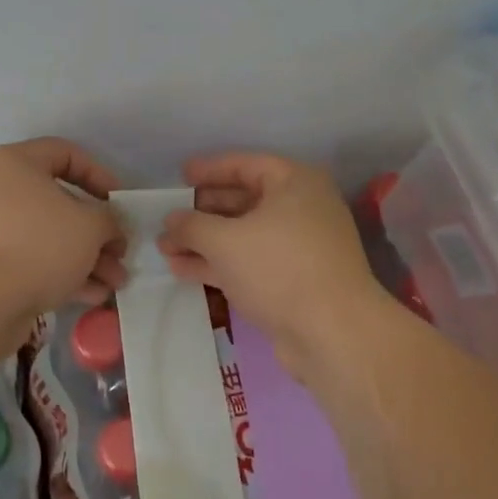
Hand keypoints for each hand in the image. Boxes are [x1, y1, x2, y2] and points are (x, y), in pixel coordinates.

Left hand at [0, 138, 127, 322]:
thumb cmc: (38, 245)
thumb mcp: (91, 225)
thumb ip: (108, 220)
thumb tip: (108, 229)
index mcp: (17, 164)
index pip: (65, 153)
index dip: (99, 174)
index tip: (120, 202)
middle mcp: (0, 191)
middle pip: (60, 203)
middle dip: (97, 232)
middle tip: (121, 253)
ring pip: (50, 238)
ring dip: (87, 259)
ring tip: (115, 284)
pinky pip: (34, 263)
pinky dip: (63, 275)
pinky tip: (93, 296)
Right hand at [159, 152, 387, 376]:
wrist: (332, 333)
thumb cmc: (279, 268)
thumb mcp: (225, 240)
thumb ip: (192, 225)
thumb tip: (171, 220)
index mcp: (295, 184)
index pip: (245, 165)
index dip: (210, 170)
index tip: (181, 176)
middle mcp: (301, 210)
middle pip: (243, 201)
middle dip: (202, 212)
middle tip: (168, 218)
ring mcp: (297, 248)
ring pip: (243, 236)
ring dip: (204, 241)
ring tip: (165, 248)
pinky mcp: (292, 281)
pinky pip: (249, 262)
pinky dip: (218, 264)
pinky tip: (182, 270)